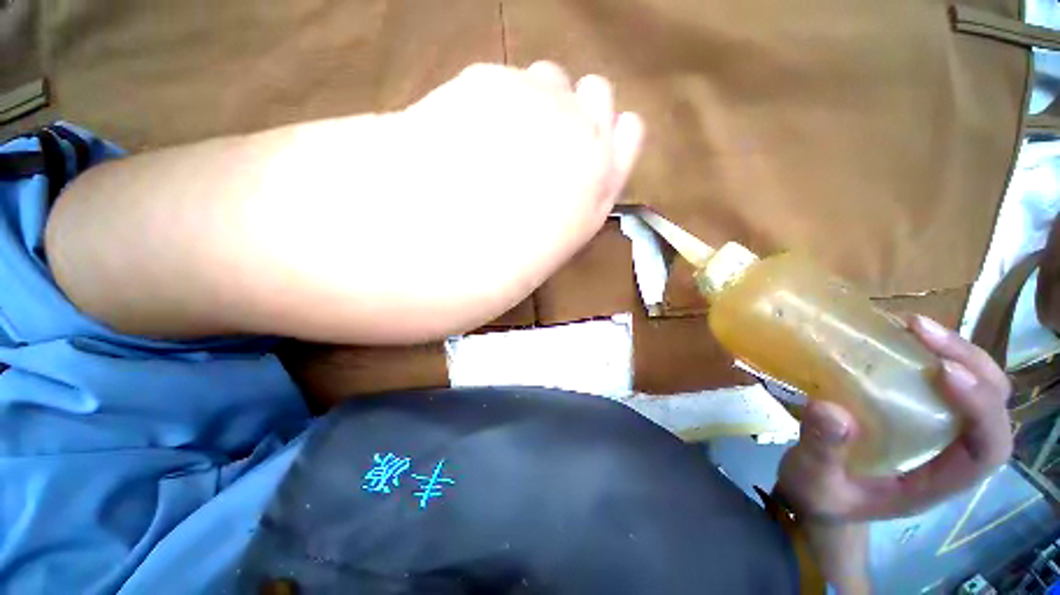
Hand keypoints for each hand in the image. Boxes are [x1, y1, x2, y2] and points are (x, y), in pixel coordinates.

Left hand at [368, 61, 643, 334]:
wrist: (442, 246)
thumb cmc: (500, 269)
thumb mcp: (549, 245)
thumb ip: (566, 207)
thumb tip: (554, 183)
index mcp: (600, 188)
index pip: (628, 135)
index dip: (610, 133)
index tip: (594, 136)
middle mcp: (584, 138)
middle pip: (597, 94)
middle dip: (573, 110)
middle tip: (542, 135)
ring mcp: (540, 102)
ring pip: (551, 78)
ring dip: (534, 99)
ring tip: (499, 135)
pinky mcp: (490, 80)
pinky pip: (503, 78)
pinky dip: (489, 98)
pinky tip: (463, 131)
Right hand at [777, 315, 1012, 521]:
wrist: (818, 494)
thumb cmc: (821, 495)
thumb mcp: (814, 481)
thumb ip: (822, 452)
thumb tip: (831, 409)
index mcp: (938, 481)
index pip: (988, 447)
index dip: (981, 407)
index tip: (943, 372)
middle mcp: (951, 451)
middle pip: (993, 404)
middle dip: (970, 363)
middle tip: (922, 332)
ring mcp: (938, 428)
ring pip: (977, 384)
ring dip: (954, 350)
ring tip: (913, 326)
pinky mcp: (917, 411)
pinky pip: (944, 377)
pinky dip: (930, 352)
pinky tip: (901, 337)